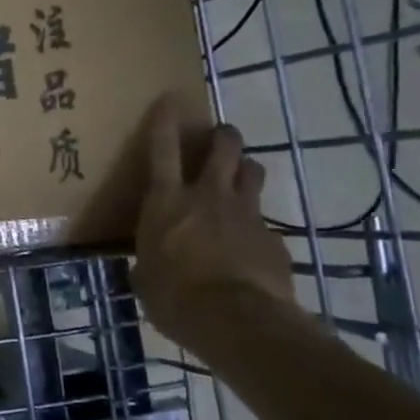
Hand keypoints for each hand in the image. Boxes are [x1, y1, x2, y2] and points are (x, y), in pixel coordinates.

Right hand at [133, 94, 296, 333]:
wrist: (238, 321)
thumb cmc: (175, 297)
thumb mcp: (146, 280)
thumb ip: (148, 263)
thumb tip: (145, 268)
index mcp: (166, 202)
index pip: (162, 149)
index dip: (165, 121)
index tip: (169, 99)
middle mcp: (207, 196)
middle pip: (223, 147)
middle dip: (222, 135)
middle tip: (219, 137)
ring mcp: (246, 213)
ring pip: (252, 172)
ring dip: (245, 169)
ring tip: (240, 177)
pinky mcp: (274, 238)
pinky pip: (265, 220)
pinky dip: (257, 225)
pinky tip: (252, 245)